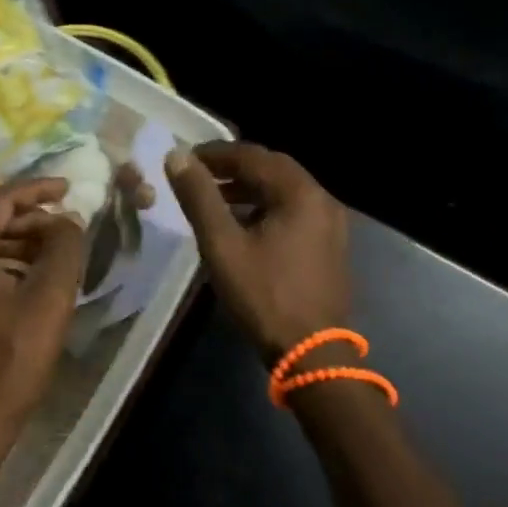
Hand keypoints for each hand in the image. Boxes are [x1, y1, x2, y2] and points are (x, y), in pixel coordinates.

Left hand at [0, 177, 87, 444]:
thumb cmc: (14, 354)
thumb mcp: (50, 294)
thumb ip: (64, 246)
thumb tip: (68, 220)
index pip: (0, 200)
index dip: (37, 189)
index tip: (68, 187)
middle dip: (32, 217)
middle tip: (68, 223)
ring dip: (23, 241)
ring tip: (60, 248)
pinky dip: (11, 263)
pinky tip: (38, 276)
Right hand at [166, 142, 350, 365]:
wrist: (312, 353)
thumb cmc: (264, 295)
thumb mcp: (222, 245)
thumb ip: (199, 197)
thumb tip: (177, 157)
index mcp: (300, 192)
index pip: (252, 155)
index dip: (215, 153)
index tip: (185, 159)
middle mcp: (321, 198)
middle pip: (272, 168)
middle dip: (232, 167)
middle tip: (198, 174)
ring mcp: (330, 222)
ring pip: (283, 190)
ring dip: (249, 187)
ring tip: (213, 198)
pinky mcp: (329, 243)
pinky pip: (293, 210)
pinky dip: (265, 206)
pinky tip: (242, 223)